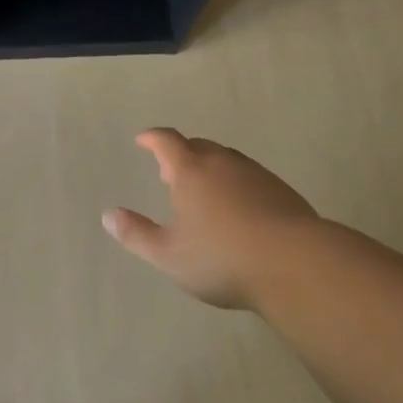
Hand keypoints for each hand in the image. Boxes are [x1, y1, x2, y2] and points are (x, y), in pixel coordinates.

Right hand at [102, 128, 318, 308]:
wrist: (295, 263)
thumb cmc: (222, 258)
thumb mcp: (170, 255)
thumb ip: (137, 234)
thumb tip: (107, 215)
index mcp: (190, 170)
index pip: (166, 141)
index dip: (152, 138)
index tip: (143, 139)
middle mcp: (221, 162)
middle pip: (197, 146)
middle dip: (181, 154)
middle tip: (170, 171)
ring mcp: (254, 173)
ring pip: (225, 160)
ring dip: (210, 167)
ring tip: (204, 190)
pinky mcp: (280, 189)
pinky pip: (249, 176)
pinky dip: (236, 183)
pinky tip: (240, 209)